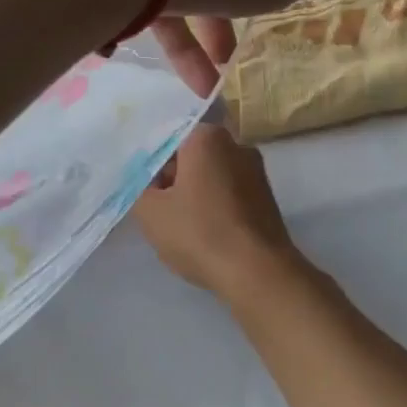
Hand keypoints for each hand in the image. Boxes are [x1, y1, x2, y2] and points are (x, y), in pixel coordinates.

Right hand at [132, 124, 307, 299]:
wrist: (258, 272)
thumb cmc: (200, 233)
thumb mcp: (151, 212)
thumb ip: (140, 186)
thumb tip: (148, 177)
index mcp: (207, 137)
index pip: (169, 133)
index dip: (151, 157)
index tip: (142, 181)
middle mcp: (237, 145)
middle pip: (192, 153)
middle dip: (173, 175)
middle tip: (156, 205)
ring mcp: (256, 171)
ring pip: (212, 173)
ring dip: (194, 192)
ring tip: (179, 223)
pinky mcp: (266, 197)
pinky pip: (230, 192)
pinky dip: (214, 205)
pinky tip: (204, 231)